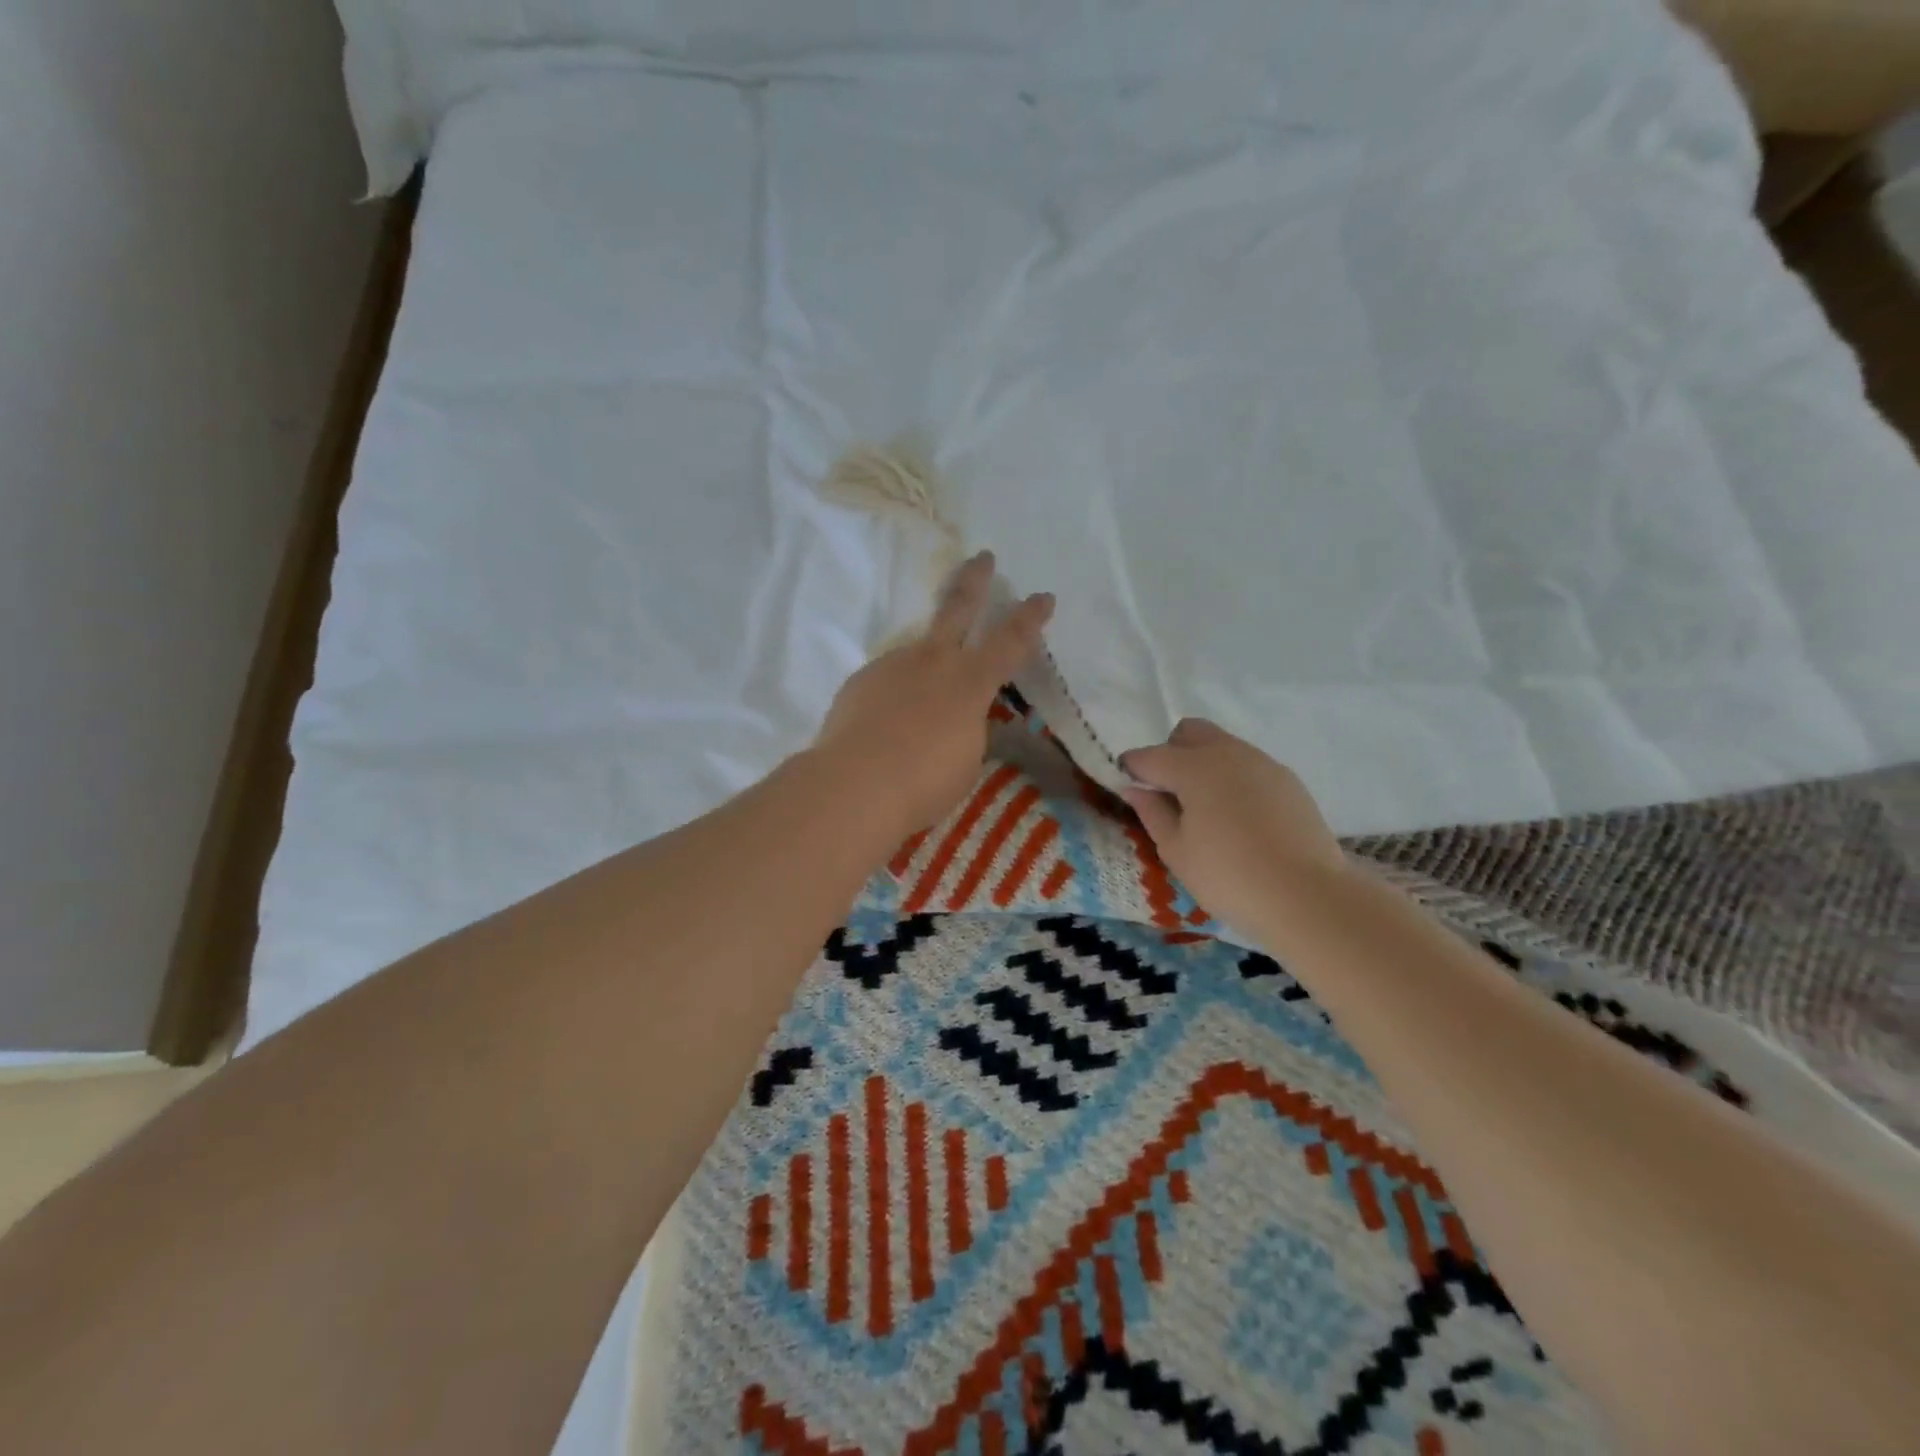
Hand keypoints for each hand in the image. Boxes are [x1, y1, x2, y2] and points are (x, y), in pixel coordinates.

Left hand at [815, 551, 1052, 836]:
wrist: (855, 785)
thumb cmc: (924, 783)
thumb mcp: (966, 759)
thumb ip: (969, 727)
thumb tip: (962, 717)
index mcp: (969, 682)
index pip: (1010, 641)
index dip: (1031, 618)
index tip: (1043, 596)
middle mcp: (933, 662)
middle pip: (957, 607)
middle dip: (975, 580)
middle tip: (983, 557)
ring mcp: (893, 666)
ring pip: (917, 654)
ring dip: (925, 669)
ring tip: (920, 708)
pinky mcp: (861, 681)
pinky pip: (888, 682)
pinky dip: (895, 698)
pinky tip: (887, 725)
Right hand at [1121, 719, 1345, 930]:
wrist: (1308, 897)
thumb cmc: (1229, 877)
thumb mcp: (1176, 851)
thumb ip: (1152, 812)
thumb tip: (1136, 788)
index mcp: (1194, 767)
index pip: (1149, 756)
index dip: (1131, 769)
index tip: (1126, 788)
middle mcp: (1228, 753)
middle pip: (1189, 733)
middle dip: (1171, 753)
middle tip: (1169, 794)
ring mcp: (1263, 763)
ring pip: (1222, 746)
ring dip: (1204, 765)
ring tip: (1205, 810)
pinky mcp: (1288, 781)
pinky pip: (1248, 766)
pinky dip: (1232, 779)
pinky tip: (1238, 818)